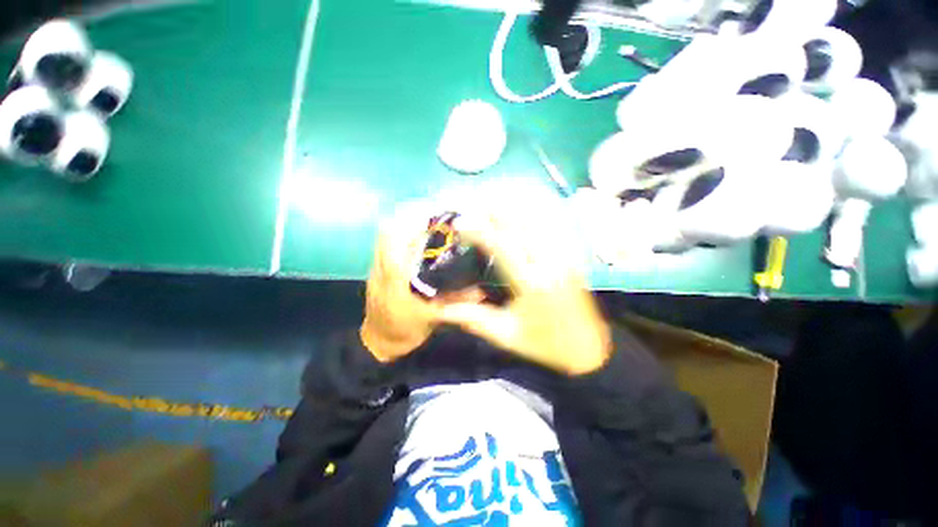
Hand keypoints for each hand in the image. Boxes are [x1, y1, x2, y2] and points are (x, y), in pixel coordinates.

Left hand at [361, 203, 484, 361]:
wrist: (379, 343)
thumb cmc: (403, 331)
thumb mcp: (431, 318)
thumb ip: (455, 303)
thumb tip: (482, 291)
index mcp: (393, 276)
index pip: (395, 237)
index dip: (412, 221)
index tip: (435, 214)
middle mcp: (381, 265)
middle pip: (388, 230)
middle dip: (410, 217)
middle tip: (436, 217)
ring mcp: (376, 267)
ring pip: (384, 236)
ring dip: (404, 225)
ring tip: (429, 224)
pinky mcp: (376, 270)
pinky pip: (384, 245)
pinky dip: (400, 237)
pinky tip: (419, 242)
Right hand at [437, 199, 611, 375]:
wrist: (587, 348)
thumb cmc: (544, 345)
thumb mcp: (506, 335)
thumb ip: (474, 318)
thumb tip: (441, 307)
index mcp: (531, 283)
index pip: (503, 245)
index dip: (480, 230)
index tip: (461, 223)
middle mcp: (550, 263)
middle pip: (522, 226)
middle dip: (498, 211)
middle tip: (476, 204)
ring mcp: (564, 257)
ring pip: (539, 223)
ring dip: (516, 211)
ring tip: (495, 203)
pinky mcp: (572, 258)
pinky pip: (552, 229)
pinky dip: (535, 217)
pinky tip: (523, 213)